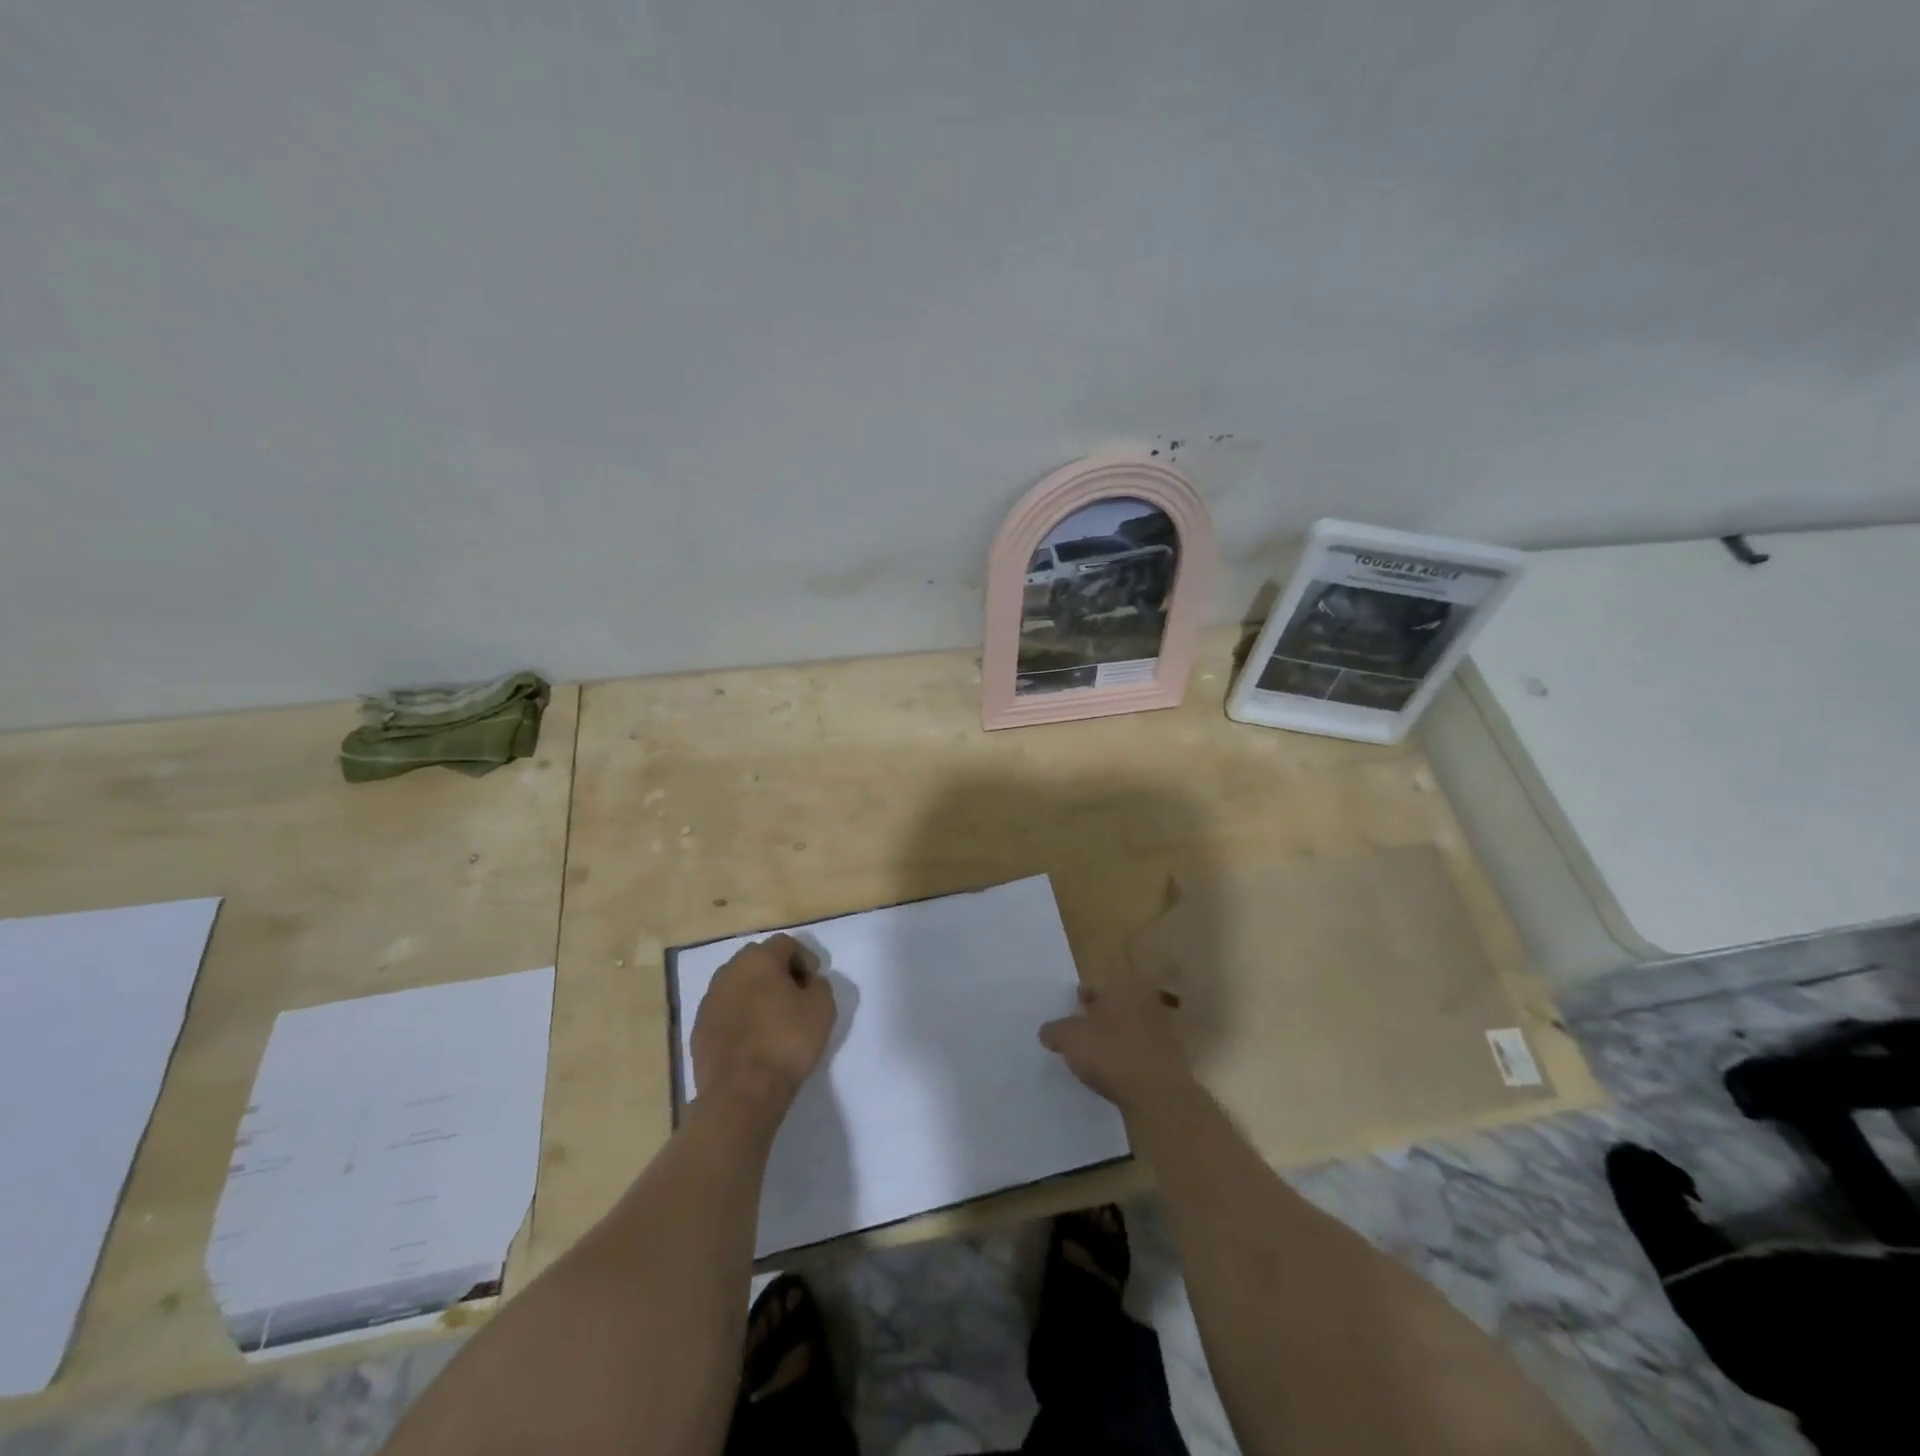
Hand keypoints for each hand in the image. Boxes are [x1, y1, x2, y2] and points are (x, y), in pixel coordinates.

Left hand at [690, 934, 836, 1135]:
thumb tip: (807, 983)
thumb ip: (819, 985)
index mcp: (758, 960)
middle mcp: (728, 972)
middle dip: (778, 972)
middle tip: (796, 996)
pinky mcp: (699, 1029)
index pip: (785, 944)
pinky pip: (725, 1011)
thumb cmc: (786, 1042)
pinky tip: (754, 1039)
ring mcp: (709, 1001)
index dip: (805, 958)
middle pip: (758, 960)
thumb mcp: (822, 1008)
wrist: (741, 1093)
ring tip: (774, 1019)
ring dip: (756, 994)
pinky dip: (740, 1017)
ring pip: (738, 985)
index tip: (814, 982)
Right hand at [1039, 967, 1193, 1114]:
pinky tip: (1117, 1075)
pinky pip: (1142, 1051)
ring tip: (1097, 1059)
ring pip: (1129, 1028)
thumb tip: (1047, 1031)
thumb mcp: (1070, 1039)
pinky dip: (1130, 1058)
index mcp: (1122, 988)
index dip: (1077, 1002)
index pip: (1093, 987)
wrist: (1160, 1095)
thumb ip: (1054, 1030)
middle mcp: (1145, 1001)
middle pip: (1113, 1007)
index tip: (1068, 1018)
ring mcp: (1163, 1029)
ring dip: (1114, 1039)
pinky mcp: (1172, 1056)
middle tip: (1080, 1038)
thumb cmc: (1112, 1055)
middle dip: (1097, 1019)